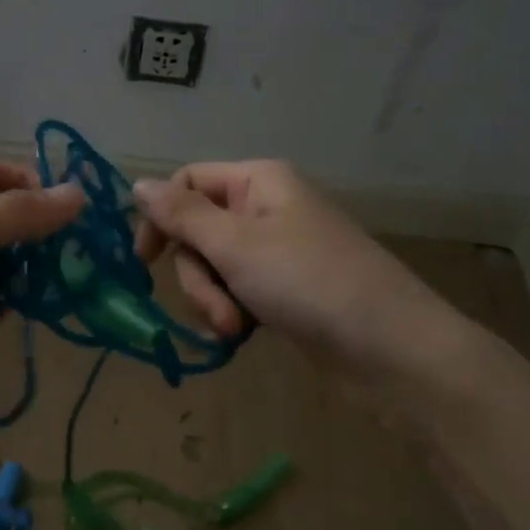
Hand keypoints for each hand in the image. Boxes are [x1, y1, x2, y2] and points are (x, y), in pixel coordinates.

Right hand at [133, 160, 465, 371]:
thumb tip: (137, 183)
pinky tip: (244, 337)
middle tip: (219, 311)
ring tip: (236, 331)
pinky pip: (238, 290)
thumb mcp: (235, 245)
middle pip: (199, 231)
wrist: (391, 349)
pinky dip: (234, 312)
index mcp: (258, 181)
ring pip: (215, 266)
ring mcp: (278, 250)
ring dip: (214, 300)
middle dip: (198, 276)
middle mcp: (266, 207)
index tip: (145, 263)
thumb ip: (181, 215)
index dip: (161, 218)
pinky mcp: (286, 288)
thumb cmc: (309, 282)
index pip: (188, 182)